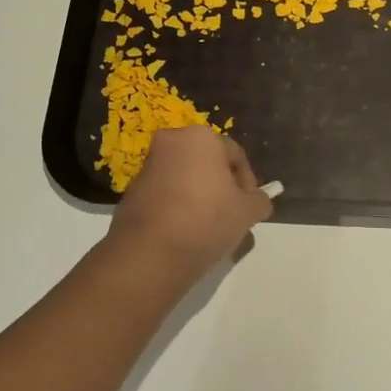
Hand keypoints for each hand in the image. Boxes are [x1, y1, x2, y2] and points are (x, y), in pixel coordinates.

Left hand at [107, 125, 273, 277]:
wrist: (150, 253)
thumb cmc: (206, 220)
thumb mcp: (247, 212)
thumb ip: (259, 201)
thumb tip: (258, 200)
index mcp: (200, 137)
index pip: (235, 155)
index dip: (248, 183)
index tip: (250, 208)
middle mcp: (171, 142)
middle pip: (207, 164)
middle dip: (221, 187)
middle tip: (231, 215)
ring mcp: (147, 165)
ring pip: (185, 178)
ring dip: (199, 196)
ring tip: (209, 228)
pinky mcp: (131, 190)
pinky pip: (165, 193)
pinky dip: (177, 206)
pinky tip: (185, 232)